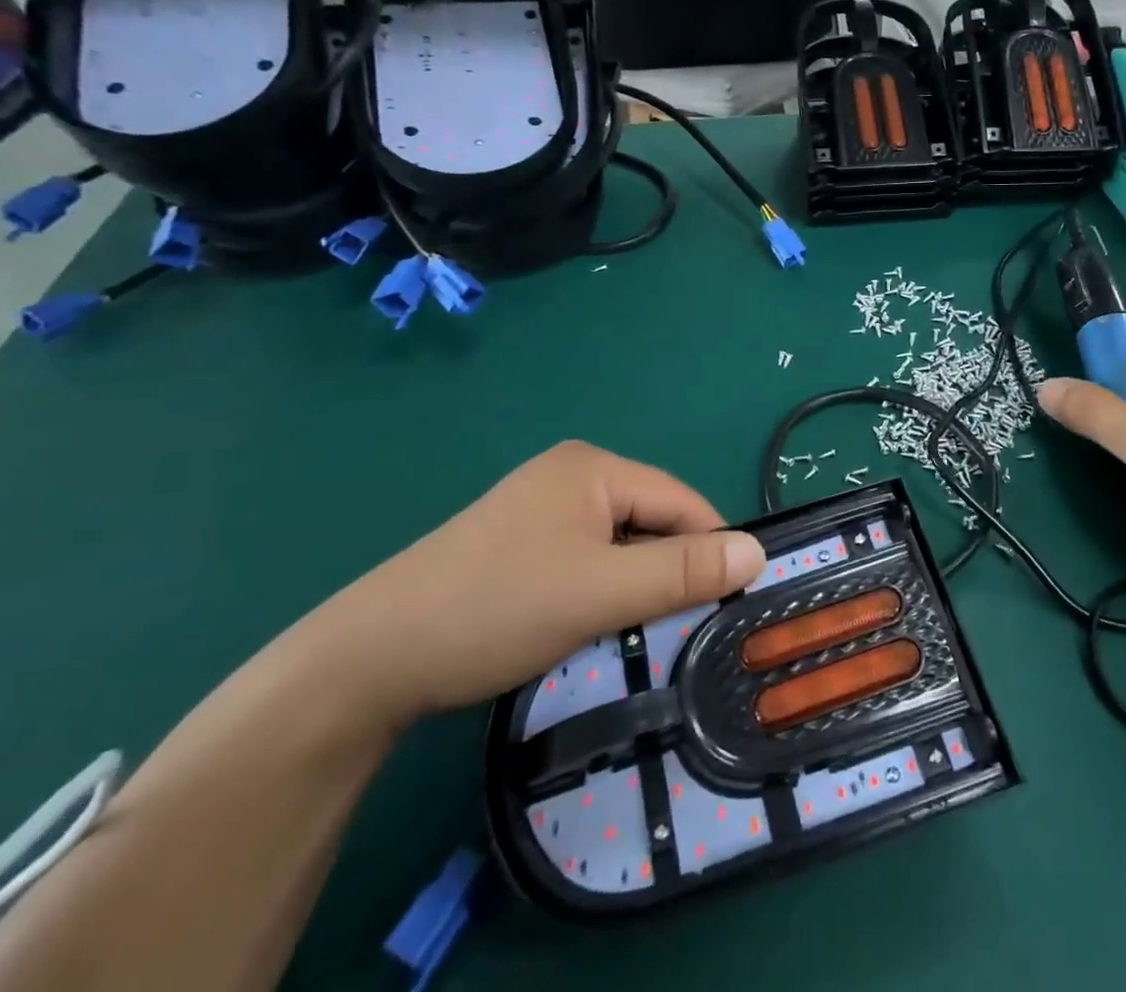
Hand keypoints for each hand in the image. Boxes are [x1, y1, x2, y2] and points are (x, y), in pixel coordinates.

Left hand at [320, 442, 764, 723]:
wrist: (368, 660)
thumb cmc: (495, 608)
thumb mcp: (600, 592)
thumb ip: (682, 571)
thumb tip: (757, 554)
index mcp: (593, 466)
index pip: (682, 501)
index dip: (709, 550)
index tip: (724, 606)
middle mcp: (571, 473)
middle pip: (652, 519)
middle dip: (667, 570)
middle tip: (671, 627)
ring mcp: (542, 506)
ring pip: (621, 542)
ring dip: (635, 584)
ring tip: (627, 630)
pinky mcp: (520, 541)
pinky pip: (588, 556)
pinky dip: (602, 588)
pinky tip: (586, 622)